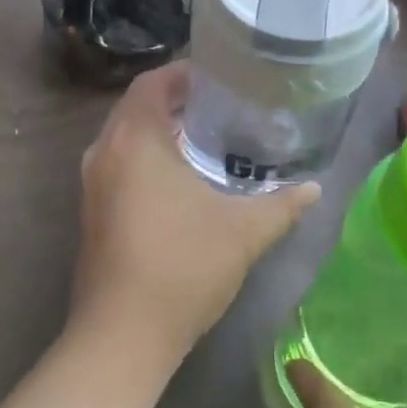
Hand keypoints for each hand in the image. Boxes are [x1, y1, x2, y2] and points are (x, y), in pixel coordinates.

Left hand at [72, 62, 318, 377]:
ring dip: (159, 130)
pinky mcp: (90, 210)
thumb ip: (282, 204)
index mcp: (134, 139)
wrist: (122, 334)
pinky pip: (118, 163)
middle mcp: (105, 151)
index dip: (184, 73)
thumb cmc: (183, 266)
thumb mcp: (244, 231)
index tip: (220, 76)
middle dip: (175, 100)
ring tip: (206, 136)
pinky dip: (145, 157)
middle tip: (221, 104)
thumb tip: (316, 188)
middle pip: (137, 106)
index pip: (153, 82)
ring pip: (125, 137)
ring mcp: (92, 183)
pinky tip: (179, 179)